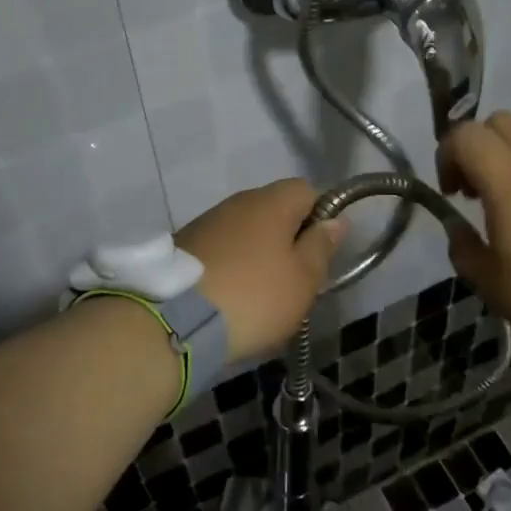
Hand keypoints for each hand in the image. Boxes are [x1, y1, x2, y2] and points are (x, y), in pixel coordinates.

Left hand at [177, 179, 346, 361]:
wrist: (175, 321)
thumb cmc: (253, 297)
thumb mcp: (302, 279)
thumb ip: (321, 246)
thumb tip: (335, 221)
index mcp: (271, 202)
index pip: (307, 189)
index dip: (320, 215)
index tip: (319, 251)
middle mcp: (237, 202)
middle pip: (274, 209)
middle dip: (287, 237)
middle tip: (293, 278)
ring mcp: (206, 221)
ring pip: (245, 230)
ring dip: (256, 253)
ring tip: (259, 293)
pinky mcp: (182, 245)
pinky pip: (220, 247)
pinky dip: (230, 264)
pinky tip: (230, 295)